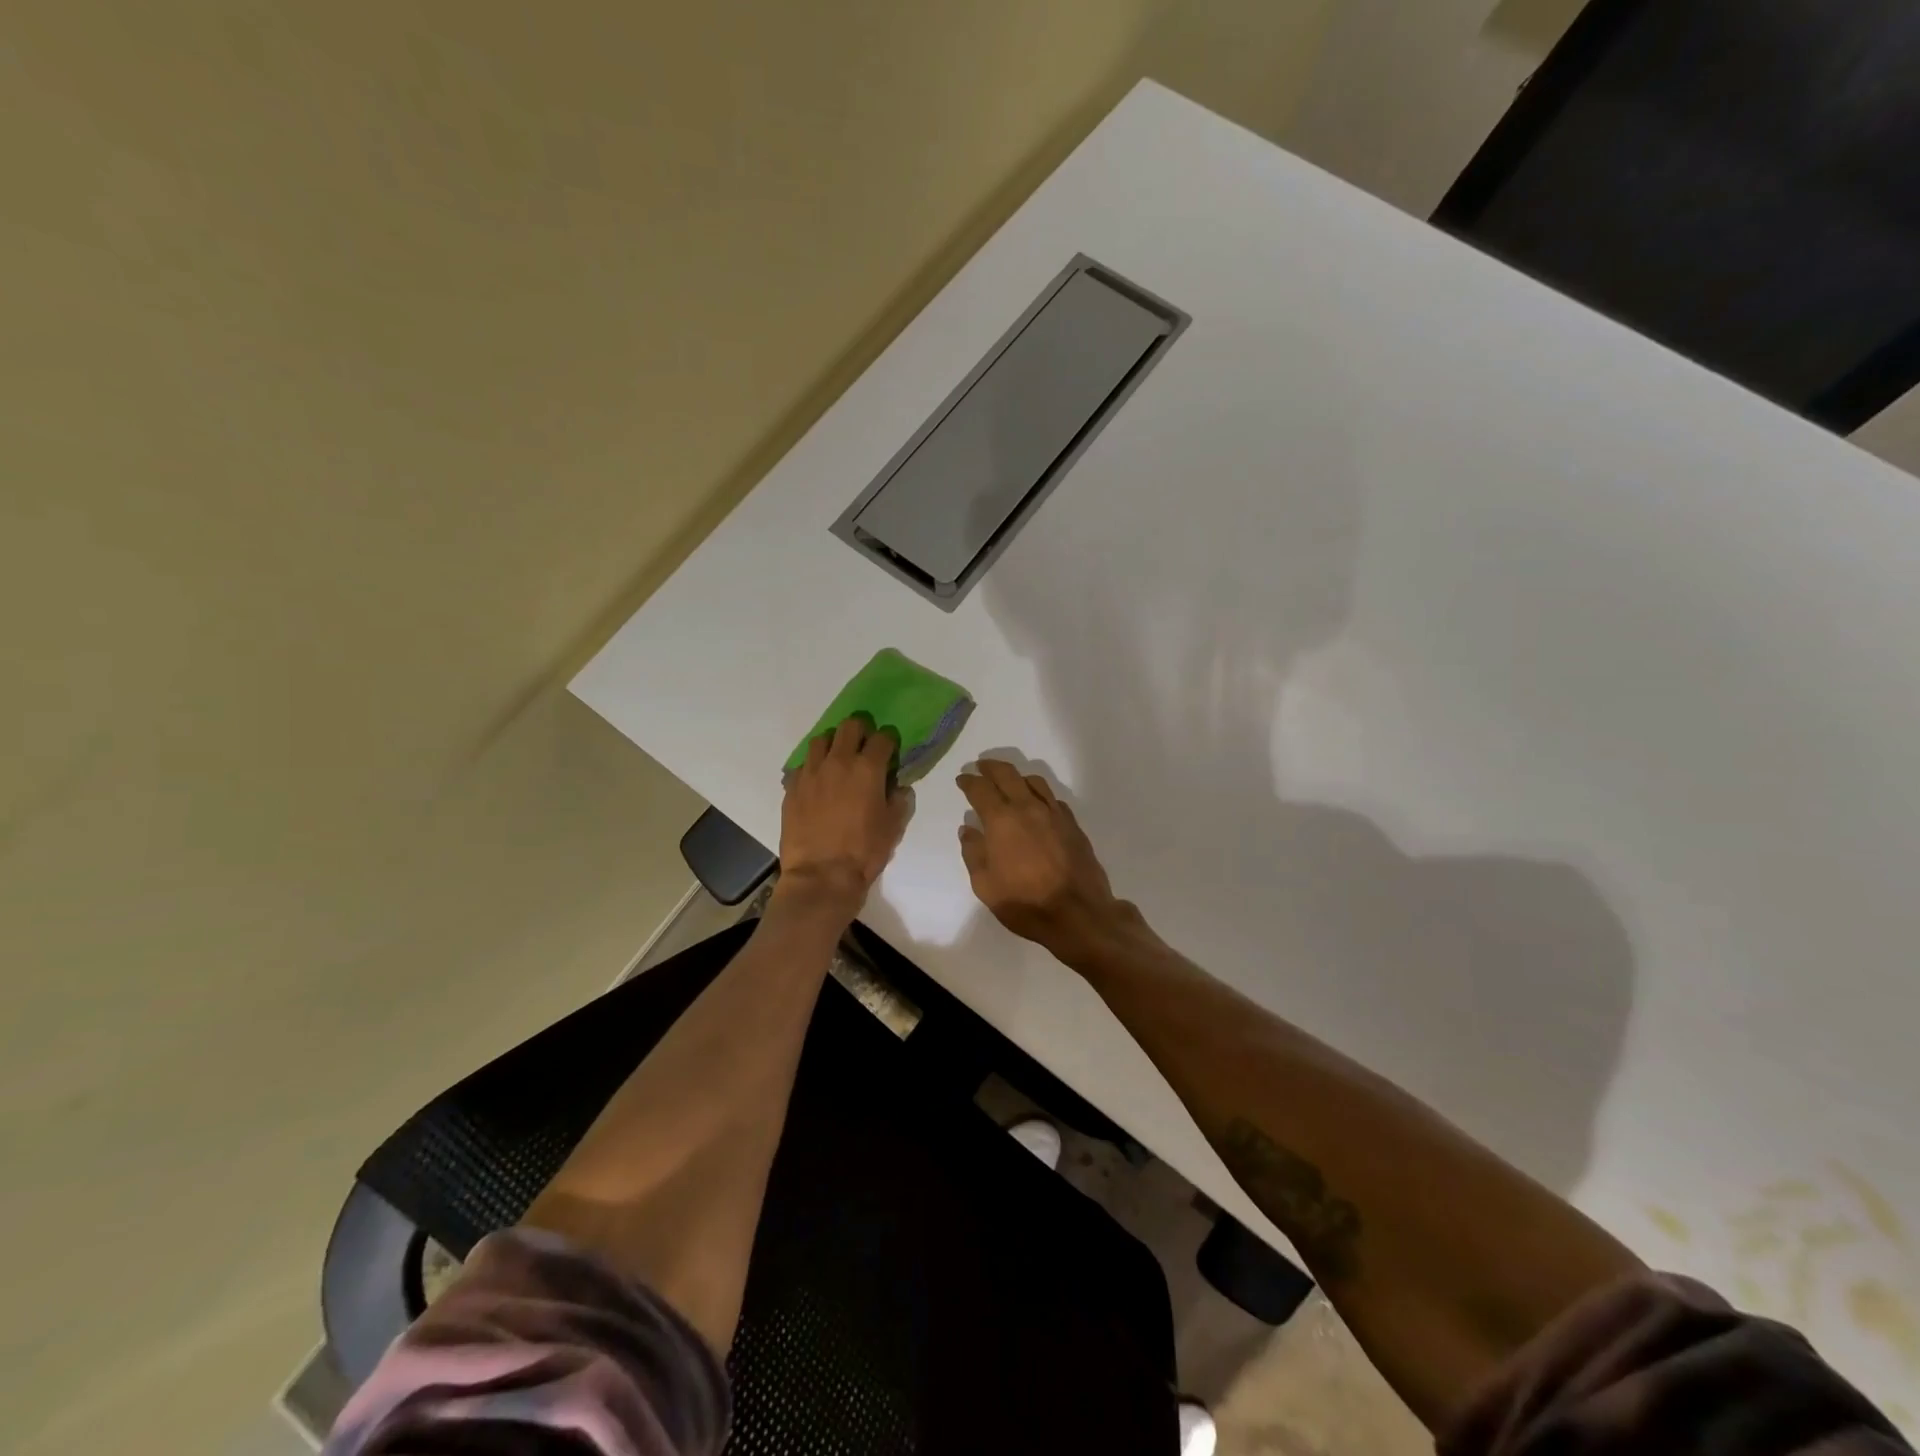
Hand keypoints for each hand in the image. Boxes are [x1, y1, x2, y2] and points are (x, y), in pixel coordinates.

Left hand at [778, 716, 909, 909]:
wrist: (821, 876)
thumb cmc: (864, 852)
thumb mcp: (894, 826)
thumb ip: (899, 799)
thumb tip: (897, 786)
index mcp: (867, 769)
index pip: (882, 738)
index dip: (889, 742)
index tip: (890, 751)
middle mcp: (838, 762)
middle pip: (850, 726)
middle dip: (861, 732)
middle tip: (864, 748)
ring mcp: (811, 772)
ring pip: (821, 740)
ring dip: (834, 744)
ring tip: (837, 760)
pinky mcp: (792, 787)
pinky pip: (803, 765)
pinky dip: (813, 767)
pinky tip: (818, 783)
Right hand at [957, 759, 1129, 957]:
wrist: (1079, 914)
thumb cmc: (1025, 903)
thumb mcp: (985, 885)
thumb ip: (973, 853)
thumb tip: (968, 829)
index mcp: (1002, 820)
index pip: (981, 789)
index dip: (969, 781)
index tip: (962, 779)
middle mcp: (1028, 808)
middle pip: (1008, 775)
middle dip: (991, 767)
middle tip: (981, 766)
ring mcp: (1054, 814)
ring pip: (1034, 781)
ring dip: (1017, 776)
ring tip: (1009, 781)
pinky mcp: (1072, 824)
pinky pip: (1052, 798)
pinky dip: (1038, 794)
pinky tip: (1036, 803)